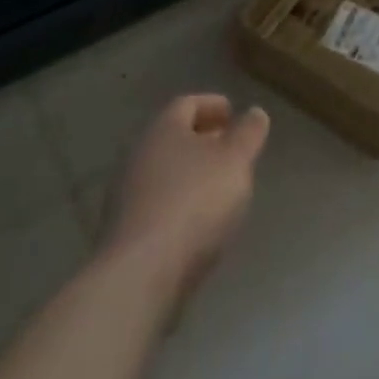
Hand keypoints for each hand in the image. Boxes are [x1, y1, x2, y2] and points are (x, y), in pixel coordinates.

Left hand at [105, 94, 269, 295]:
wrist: (141, 274)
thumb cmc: (195, 202)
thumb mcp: (235, 161)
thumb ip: (248, 133)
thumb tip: (254, 112)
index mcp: (163, 129)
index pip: (187, 103)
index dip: (213, 105)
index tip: (234, 114)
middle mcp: (138, 155)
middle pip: (173, 138)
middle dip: (203, 140)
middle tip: (231, 149)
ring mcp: (126, 195)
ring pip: (164, 172)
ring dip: (191, 173)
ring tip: (220, 187)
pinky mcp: (124, 232)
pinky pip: (157, 204)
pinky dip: (179, 203)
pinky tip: (199, 221)